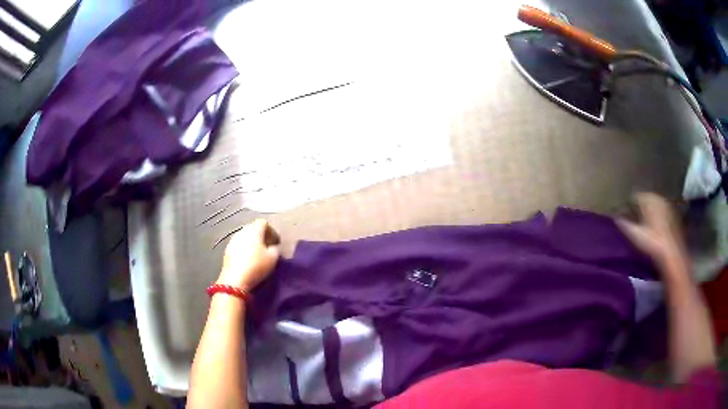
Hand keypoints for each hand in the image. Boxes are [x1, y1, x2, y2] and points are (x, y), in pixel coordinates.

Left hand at [217, 219, 280, 291]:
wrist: (235, 280)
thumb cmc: (256, 266)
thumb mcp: (273, 258)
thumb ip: (275, 249)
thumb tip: (273, 247)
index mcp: (254, 230)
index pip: (263, 223)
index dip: (271, 231)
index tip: (275, 242)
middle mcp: (242, 231)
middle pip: (253, 228)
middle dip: (261, 236)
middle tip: (267, 247)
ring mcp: (233, 240)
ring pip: (244, 236)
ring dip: (251, 242)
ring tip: (257, 254)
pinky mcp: (227, 250)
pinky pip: (238, 245)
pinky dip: (244, 249)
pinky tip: (247, 260)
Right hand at [617, 193, 687, 267]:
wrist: (672, 254)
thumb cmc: (652, 242)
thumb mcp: (634, 234)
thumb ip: (624, 224)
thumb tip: (615, 218)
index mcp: (647, 198)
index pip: (633, 198)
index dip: (627, 207)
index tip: (622, 217)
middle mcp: (658, 197)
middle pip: (644, 200)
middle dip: (638, 209)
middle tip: (632, 222)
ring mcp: (667, 205)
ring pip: (654, 206)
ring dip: (648, 214)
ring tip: (643, 227)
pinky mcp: (673, 215)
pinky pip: (661, 213)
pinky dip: (656, 218)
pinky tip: (655, 230)